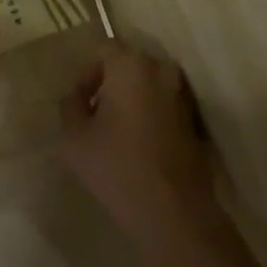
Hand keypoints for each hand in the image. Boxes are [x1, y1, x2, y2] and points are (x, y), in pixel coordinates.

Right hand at [61, 43, 222, 258]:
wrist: (175, 216)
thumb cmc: (117, 167)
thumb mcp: (74, 136)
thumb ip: (70, 105)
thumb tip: (78, 96)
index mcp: (131, 66)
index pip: (104, 50)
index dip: (87, 74)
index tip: (80, 104)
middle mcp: (161, 72)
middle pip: (129, 66)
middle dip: (111, 85)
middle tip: (96, 116)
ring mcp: (183, 98)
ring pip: (149, 87)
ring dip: (132, 101)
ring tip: (117, 134)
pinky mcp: (196, 125)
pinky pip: (165, 108)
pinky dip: (151, 118)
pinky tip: (139, 149)